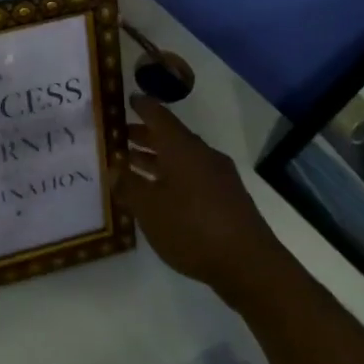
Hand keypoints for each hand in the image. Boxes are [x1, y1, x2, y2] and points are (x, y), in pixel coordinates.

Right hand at [115, 96, 270, 299]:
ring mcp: (218, 176)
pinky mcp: (227, 197)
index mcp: (182, 149)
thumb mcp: (149, 209)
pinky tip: (159, 192)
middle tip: (120, 136)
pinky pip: (193, 174)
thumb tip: (114, 169)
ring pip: (182, 157)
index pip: (159, 116)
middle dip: (145, 135)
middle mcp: (202, 155)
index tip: (127, 99)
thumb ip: (128, 185)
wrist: (248, 264)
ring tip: (132, 163)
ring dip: (157, 157)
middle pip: (171, 136)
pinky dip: (172, 174)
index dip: (142, 107)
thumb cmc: (192, 228)